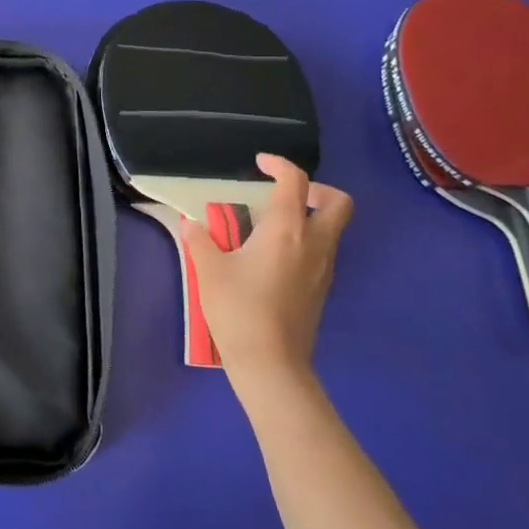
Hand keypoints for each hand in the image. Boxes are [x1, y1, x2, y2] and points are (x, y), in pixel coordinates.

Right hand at [181, 154, 353, 395]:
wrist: (271, 364)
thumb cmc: (239, 309)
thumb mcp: (209, 270)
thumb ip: (200, 240)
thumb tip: (190, 223)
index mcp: (287, 231)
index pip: (295, 182)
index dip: (279, 164)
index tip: (260, 163)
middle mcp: (314, 243)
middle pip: (338, 203)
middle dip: (316, 189)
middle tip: (284, 193)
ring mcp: (323, 268)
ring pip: (332, 228)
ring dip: (309, 216)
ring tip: (269, 225)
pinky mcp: (321, 289)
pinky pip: (322, 250)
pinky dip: (305, 240)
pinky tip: (272, 255)